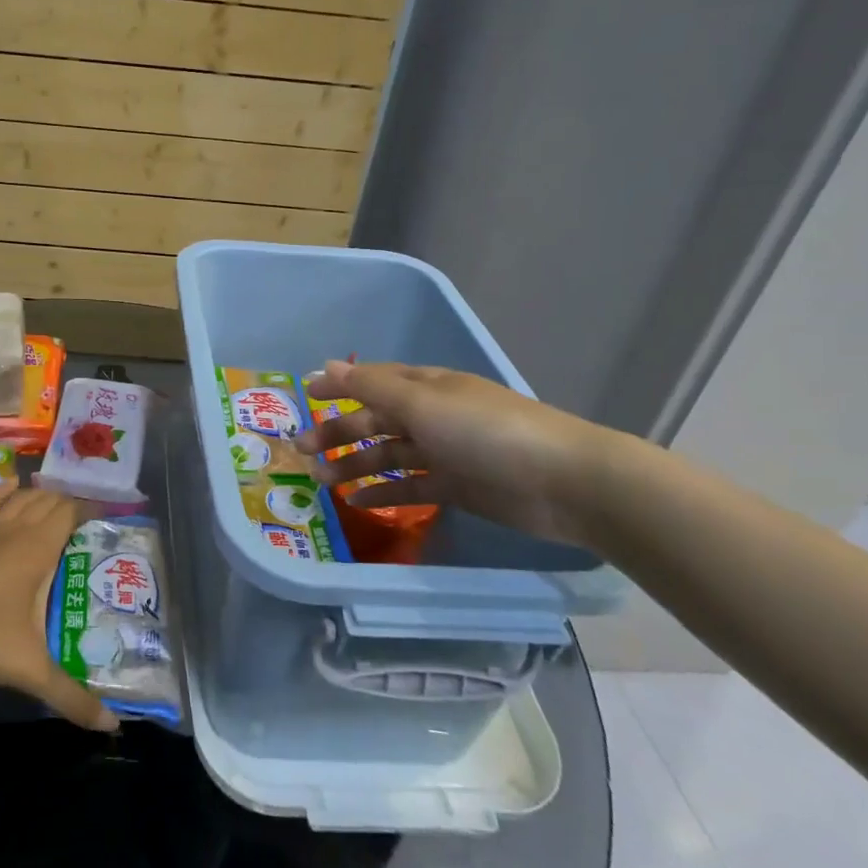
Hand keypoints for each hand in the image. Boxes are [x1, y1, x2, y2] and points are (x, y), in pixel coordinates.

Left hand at [0, 487, 119, 731]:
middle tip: (77, 515)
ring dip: (37, 494)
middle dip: (64, 503)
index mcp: (40, 549)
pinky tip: (10, 483)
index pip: (68, 513)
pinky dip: (2, 489)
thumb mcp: (31, 669)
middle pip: (46, 501)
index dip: (84, 510)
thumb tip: (113, 727)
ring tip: (50, 496)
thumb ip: (71, 696)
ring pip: (19, 497)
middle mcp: (18, 528)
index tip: (99, 515)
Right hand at [294, 359, 606, 547]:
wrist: (565, 482)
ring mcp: (445, 452)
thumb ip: (372, 388)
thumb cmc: (486, 432)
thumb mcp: (423, 404)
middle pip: (375, 420)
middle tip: (302, 449)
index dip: (339, 385)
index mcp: (426, 386)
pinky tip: (357, 502)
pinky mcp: (457, 487)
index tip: (305, 395)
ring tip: (322, 480)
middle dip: (339, 431)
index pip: (372, 380)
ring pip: (388, 454)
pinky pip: (410, 486)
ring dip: (354, 464)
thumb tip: (326, 365)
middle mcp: (432, 414)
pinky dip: (384, 491)